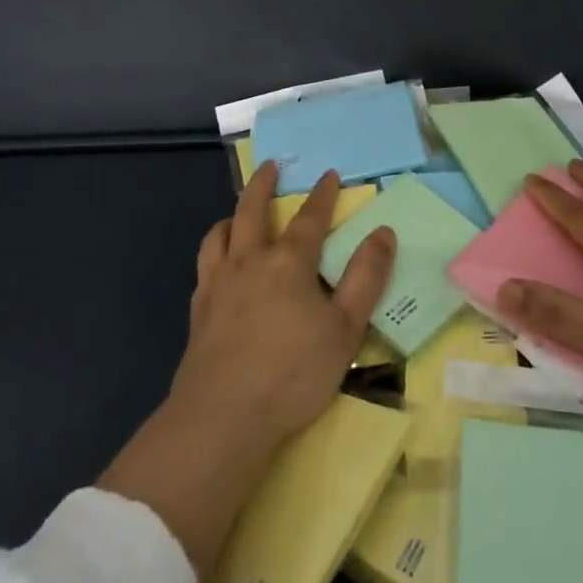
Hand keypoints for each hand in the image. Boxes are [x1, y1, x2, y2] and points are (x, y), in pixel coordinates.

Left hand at [170, 162, 395, 443]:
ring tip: (237, 212)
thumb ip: (366, 277)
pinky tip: (218, 264)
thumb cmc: (293, 372)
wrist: (222, 417)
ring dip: (232, 215)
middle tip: (271, 166)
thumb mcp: (345, 328)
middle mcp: (249, 261)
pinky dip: (214, 251)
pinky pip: (204, 265)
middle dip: (264, 184)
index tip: (329, 174)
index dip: (322, 195)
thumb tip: (383, 231)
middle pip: (252, 210)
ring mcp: (218, 283)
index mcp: (288, 262)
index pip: (310, 218)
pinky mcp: (198, 310)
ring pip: (220, 233)